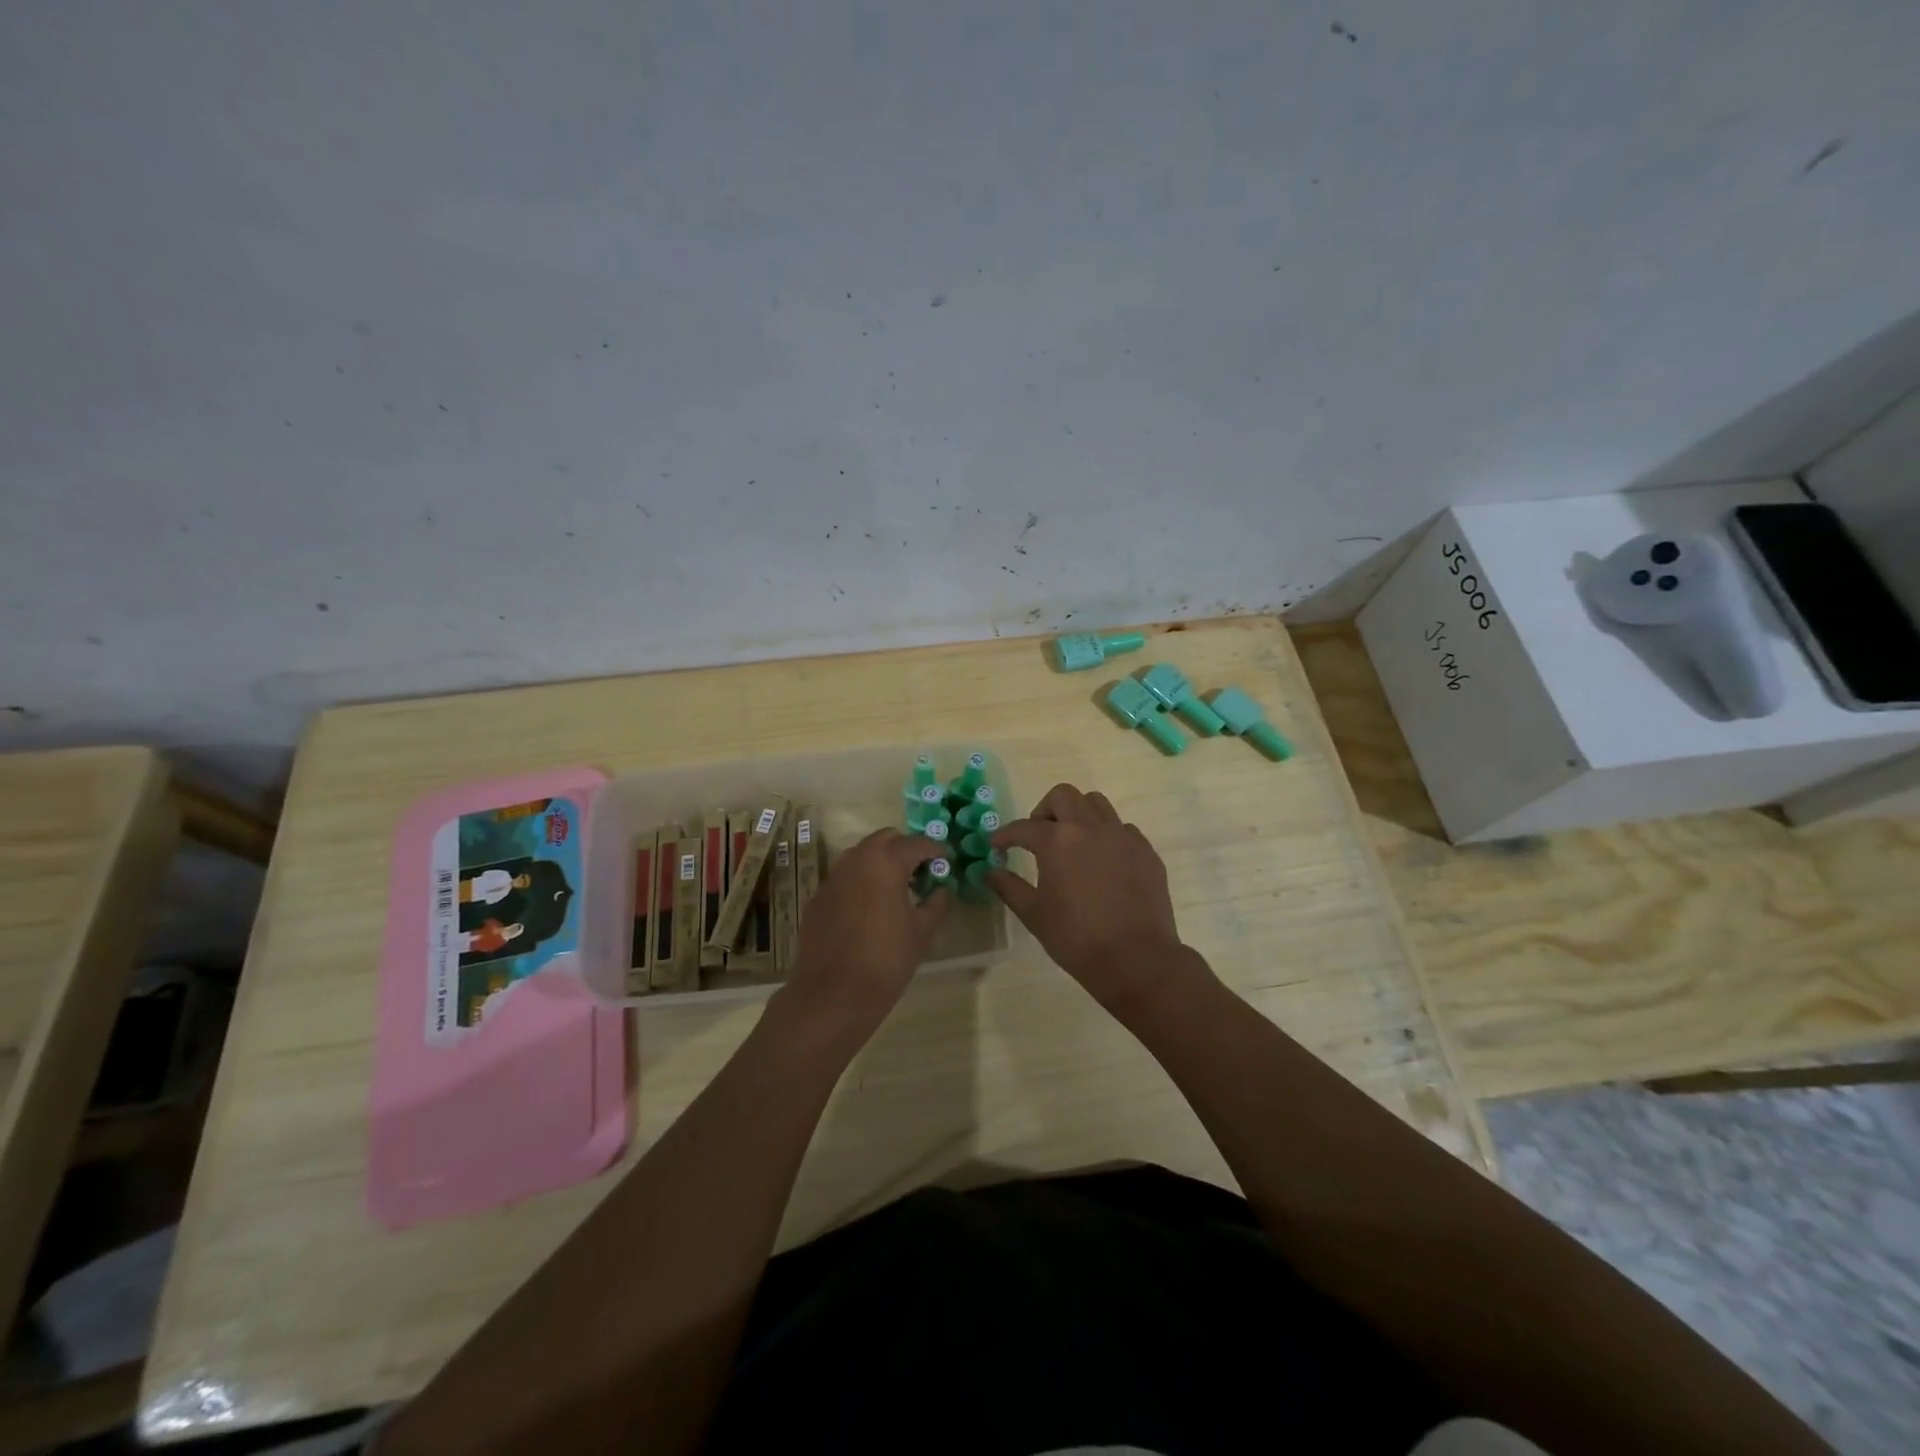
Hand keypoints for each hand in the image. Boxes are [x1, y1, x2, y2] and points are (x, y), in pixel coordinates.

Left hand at [780, 828, 947, 1037]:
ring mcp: (833, 877)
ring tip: (896, 889)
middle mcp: (856, 860)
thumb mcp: (922, 932)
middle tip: (920, 873)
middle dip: (905, 849)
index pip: (916, 843)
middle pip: (885, 839)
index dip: (935, 851)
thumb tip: (941, 889)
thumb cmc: (886, 960)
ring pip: (862, 854)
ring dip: (881, 862)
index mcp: (885, 862)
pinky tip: (870, 908)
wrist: (832, 994)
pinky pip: (845, 876)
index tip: (945, 862)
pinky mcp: (819, 897)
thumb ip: (936, 903)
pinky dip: (861, 880)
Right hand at [989, 784, 1194, 1013]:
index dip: (1005, 835)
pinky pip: (1122, 828)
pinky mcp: (1145, 851)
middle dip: (1044, 810)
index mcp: (1058, 841)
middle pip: (1063, 796)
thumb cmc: (1077, 938)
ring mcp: (1122, 836)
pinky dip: (1106, 835)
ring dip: (1078, 814)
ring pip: (1096, 804)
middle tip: (1038, 836)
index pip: (1024, 827)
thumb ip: (1009, 887)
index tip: (997, 844)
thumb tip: (991, 871)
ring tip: (1072, 841)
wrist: (1136, 959)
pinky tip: (1102, 861)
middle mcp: (1090, 828)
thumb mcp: (1034, 915)